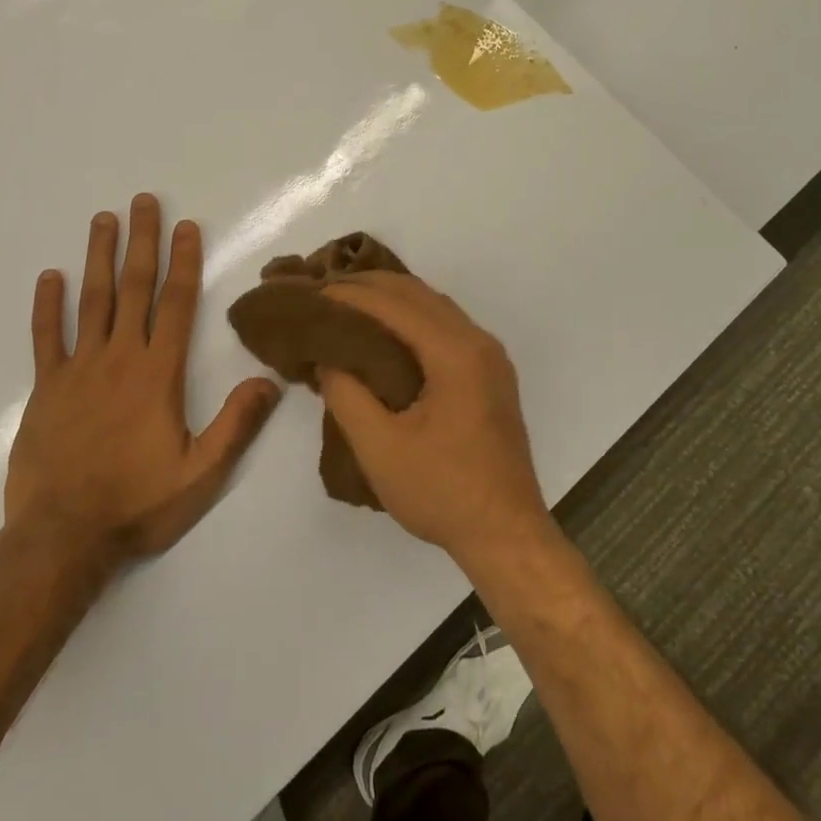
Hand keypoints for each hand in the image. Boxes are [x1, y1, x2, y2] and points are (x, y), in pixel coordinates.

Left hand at [4, 195, 281, 562]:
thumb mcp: (201, 474)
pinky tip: (50, 276)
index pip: (176, 304)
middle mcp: (119, 358)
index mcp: (158, 374)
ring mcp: (78, 369)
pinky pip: (45, 337)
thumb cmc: (138, 504)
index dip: (184, 261)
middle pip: (134, 288)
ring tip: (103, 220)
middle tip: (143, 201)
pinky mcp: (46, 388)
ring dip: (99, 258)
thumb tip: (269, 381)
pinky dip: (47, 305)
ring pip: (91, 301)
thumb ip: (236, 424)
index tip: (187, 226)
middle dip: (142, 241)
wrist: (62, 537)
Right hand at [318, 273, 550, 567]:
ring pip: (435, 306)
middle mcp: (478, 342)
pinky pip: (446, 326)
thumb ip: (346, 395)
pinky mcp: (490, 374)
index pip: (396, 304)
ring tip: (349, 303)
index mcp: (456, 353)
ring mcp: (490, 357)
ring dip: (392, 298)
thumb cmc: (442, 492)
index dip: (351, 294)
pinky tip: (386, 331)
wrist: (507, 535)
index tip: (314, 292)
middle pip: (418, 294)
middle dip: (370, 286)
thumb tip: (328, 358)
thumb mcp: (379, 448)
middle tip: (325, 291)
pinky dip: (412, 317)